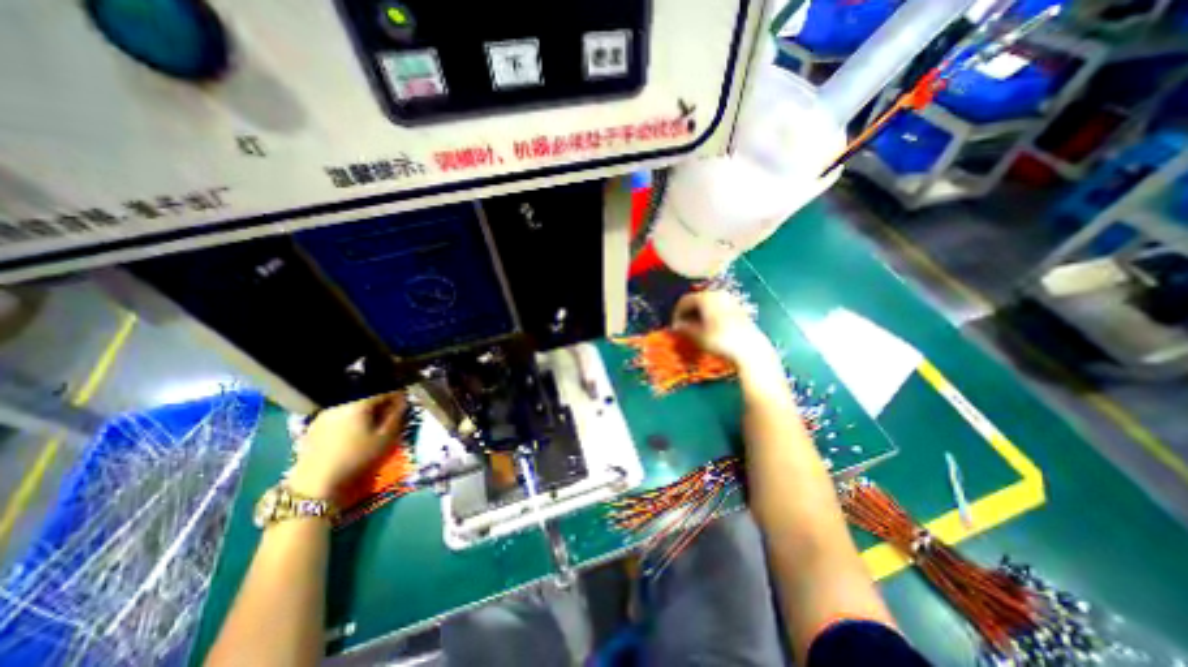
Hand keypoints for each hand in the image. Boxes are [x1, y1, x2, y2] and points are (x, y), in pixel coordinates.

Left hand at [287, 390, 407, 499]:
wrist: (316, 485)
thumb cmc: (358, 458)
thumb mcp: (386, 437)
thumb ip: (397, 415)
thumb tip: (402, 401)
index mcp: (359, 403)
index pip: (384, 390)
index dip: (398, 396)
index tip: (404, 405)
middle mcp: (340, 403)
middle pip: (366, 396)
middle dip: (381, 403)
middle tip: (390, 416)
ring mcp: (324, 415)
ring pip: (352, 405)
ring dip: (366, 411)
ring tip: (373, 425)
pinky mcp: (314, 427)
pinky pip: (340, 415)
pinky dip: (351, 419)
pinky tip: (354, 434)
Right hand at [677, 293, 780, 368]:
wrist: (750, 349)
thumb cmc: (720, 340)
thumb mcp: (697, 336)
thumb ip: (684, 329)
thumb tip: (676, 326)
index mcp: (706, 297)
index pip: (684, 300)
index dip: (676, 313)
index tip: (673, 326)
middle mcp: (718, 294)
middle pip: (697, 300)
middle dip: (688, 313)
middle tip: (683, 327)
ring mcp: (730, 300)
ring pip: (708, 305)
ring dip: (699, 315)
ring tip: (695, 329)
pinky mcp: (739, 309)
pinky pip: (719, 308)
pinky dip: (710, 316)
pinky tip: (710, 329)